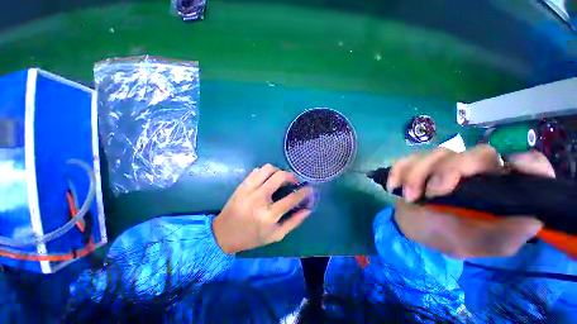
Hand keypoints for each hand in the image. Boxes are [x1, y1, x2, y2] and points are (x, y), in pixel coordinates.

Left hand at [212, 164, 311, 254]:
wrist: (223, 234)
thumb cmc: (252, 237)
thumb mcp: (275, 235)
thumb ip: (293, 222)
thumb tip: (308, 209)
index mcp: (269, 215)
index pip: (291, 198)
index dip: (303, 191)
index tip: (308, 188)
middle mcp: (259, 199)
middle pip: (280, 177)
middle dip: (291, 176)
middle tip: (293, 181)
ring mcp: (249, 189)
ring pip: (268, 169)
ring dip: (278, 171)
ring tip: (280, 179)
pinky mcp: (242, 185)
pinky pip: (257, 170)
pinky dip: (265, 172)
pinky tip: (267, 179)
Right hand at [388, 145, 553, 257]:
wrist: (412, 227)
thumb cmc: (445, 236)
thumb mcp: (473, 244)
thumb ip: (502, 237)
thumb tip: (534, 220)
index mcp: (497, 189)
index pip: (526, 164)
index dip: (527, 162)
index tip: (512, 168)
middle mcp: (475, 171)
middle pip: (475, 153)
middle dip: (451, 170)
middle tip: (433, 193)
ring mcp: (443, 164)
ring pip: (437, 153)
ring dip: (418, 174)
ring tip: (410, 197)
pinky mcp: (417, 164)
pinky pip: (407, 158)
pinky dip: (399, 171)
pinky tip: (394, 186)